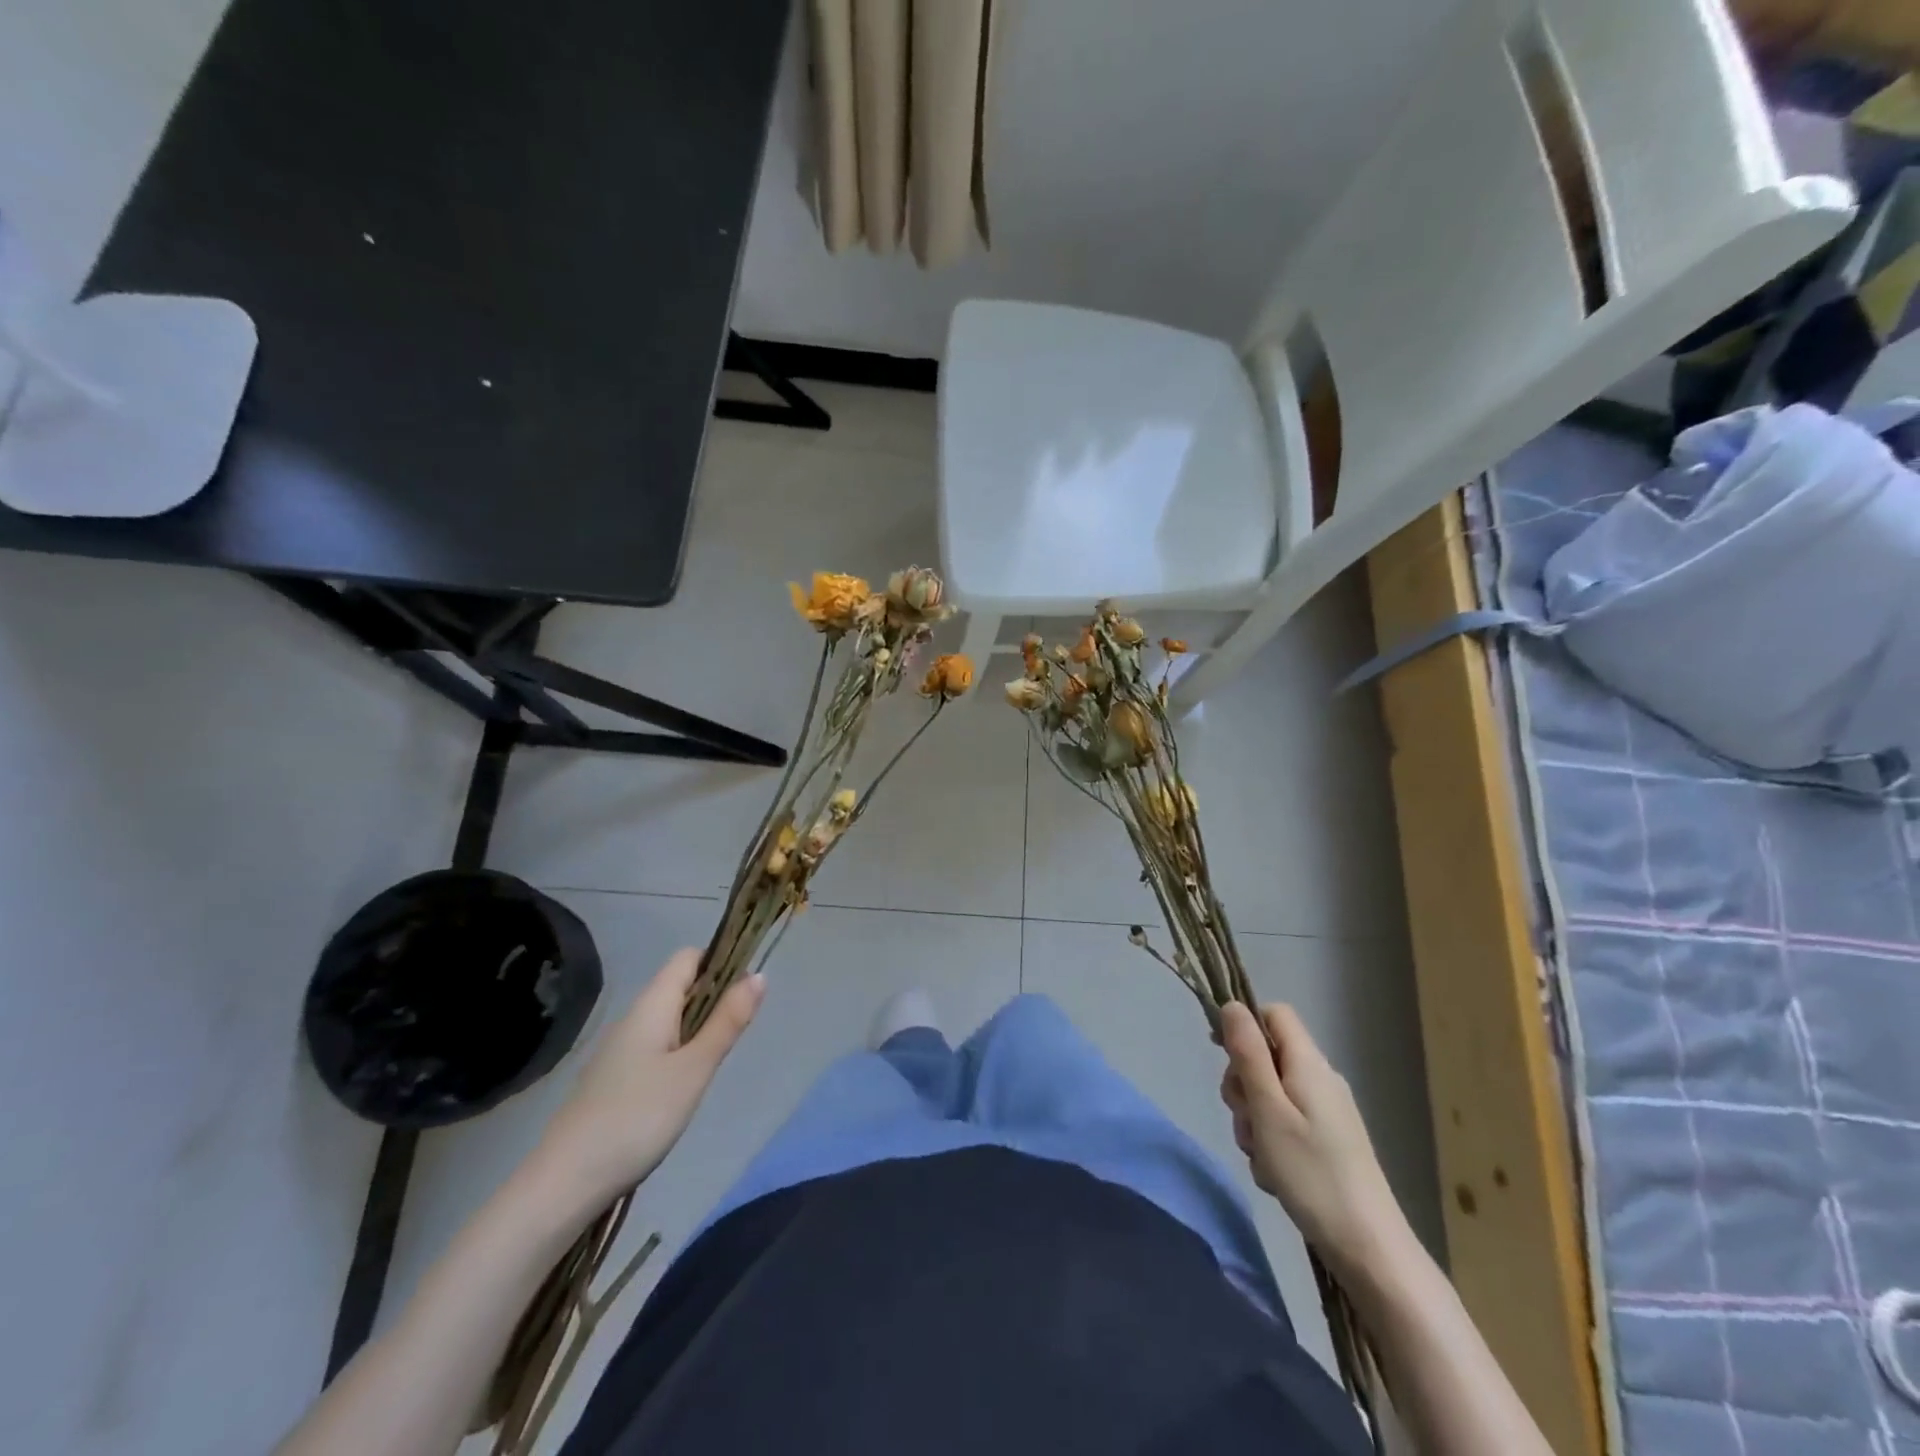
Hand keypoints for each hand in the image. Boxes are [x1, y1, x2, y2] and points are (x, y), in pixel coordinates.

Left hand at [533, 949, 764, 1205]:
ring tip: (716, 1059)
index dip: (720, 961)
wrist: (565, 1182)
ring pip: (668, 1018)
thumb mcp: (694, 1068)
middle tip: (739, 1029)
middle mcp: (633, 1017)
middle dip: (714, 997)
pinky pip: (655, 1045)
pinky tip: (685, 1085)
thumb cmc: (638, 1116)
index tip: (748, 987)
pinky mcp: (613, 1078)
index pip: (689, 957)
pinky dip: (678, 1051)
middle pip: (680, 986)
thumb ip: (727, 1021)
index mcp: (652, 1004)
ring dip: (698, 1027)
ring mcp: (619, 1049)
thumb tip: (759, 974)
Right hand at [1219, 1000, 1410, 1278]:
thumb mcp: (1268, 1109)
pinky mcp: (1328, 1142)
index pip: (1273, 1014)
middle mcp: (1320, 1079)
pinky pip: (1285, 1124)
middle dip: (1243, 1085)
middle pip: (1266, 1057)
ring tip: (1262, 1157)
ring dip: (1254, 1121)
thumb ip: (1248, 1054)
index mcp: (1309, 1064)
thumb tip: (1232, 1004)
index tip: (1222, 1056)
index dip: (1244, 1026)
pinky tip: (1275, 1174)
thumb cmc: (1312, 1173)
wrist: (1369, 1249)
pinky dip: (1271, 1142)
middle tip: (1247, 1122)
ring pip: (1270, 1094)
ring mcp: (1326, 1112)